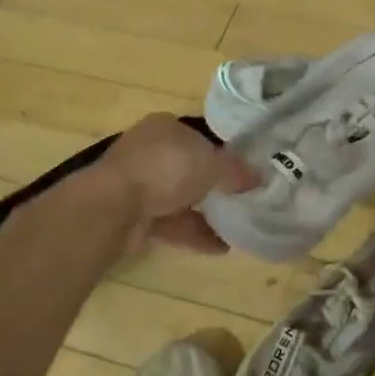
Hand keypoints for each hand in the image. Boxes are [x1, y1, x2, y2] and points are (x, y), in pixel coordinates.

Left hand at [94, 114, 260, 253]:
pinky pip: (171, 223)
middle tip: (241, 201)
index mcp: (166, 128)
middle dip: (213, 187)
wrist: (114, 205)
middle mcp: (150, 151)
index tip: (242, 174)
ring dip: (206, 214)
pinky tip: (220, 247)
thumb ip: (237, 171)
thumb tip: (260, 177)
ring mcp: (139, 184)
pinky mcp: (134, 214)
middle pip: (189, 169)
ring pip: (180, 198)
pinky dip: (194, 233)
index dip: (222, 155)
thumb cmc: (166, 169)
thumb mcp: (212, 164)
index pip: (200, 138)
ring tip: (236, 229)